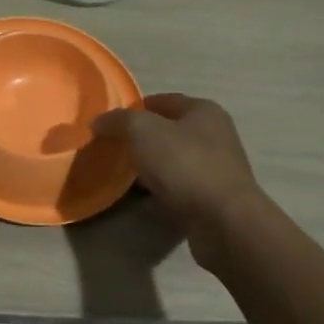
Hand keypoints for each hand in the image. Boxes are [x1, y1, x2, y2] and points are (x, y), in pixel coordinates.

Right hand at [92, 94, 264, 268]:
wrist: (224, 222)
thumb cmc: (185, 165)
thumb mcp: (143, 131)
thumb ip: (119, 121)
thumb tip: (99, 121)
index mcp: (204, 111)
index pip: (163, 100)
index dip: (134, 108)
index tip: (109, 123)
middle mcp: (215, 135)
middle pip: (168, 131)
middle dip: (140, 139)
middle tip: (112, 149)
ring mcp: (217, 168)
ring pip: (173, 161)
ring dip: (150, 167)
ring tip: (122, 175)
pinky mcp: (214, 198)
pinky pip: (179, 187)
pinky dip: (161, 190)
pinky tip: (143, 198)